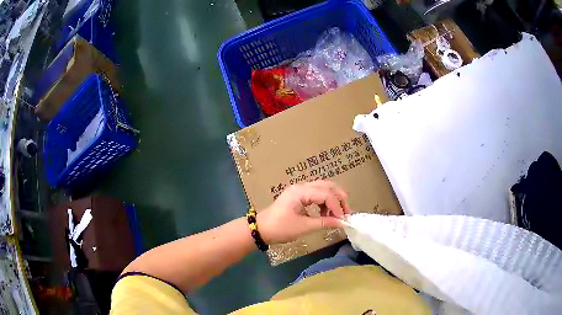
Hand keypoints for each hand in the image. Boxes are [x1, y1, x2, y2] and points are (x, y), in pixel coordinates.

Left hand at [256, 180, 351, 244]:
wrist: (261, 229)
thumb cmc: (280, 228)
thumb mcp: (303, 227)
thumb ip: (324, 222)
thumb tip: (342, 222)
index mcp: (300, 192)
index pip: (326, 194)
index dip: (337, 206)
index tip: (344, 219)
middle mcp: (301, 186)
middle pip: (327, 186)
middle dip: (339, 198)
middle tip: (346, 212)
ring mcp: (299, 190)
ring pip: (323, 188)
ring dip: (333, 199)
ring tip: (337, 214)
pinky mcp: (299, 195)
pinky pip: (316, 194)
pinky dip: (324, 202)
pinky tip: (325, 213)